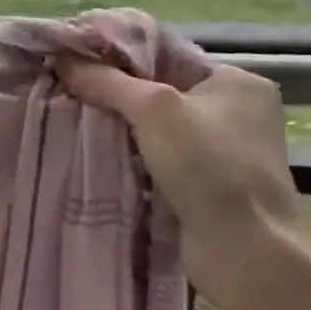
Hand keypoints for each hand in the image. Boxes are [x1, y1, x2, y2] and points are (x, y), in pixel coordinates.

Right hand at [53, 59, 310, 309]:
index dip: (118, 54)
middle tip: (65, 87)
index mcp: (236, 81)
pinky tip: (93, 151)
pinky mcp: (206, 184)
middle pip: (156, 90)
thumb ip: (106, 80)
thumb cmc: (210, 167)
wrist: (249, 255)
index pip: (164, 54)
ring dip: (117, 126)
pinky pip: (156, 157)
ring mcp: (222, 151)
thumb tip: (61, 56)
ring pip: (153, 126)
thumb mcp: (153, 109)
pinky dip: (128, 154)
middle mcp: (234, 111)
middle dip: (112, 92)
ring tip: (70, 116)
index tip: (74, 58)